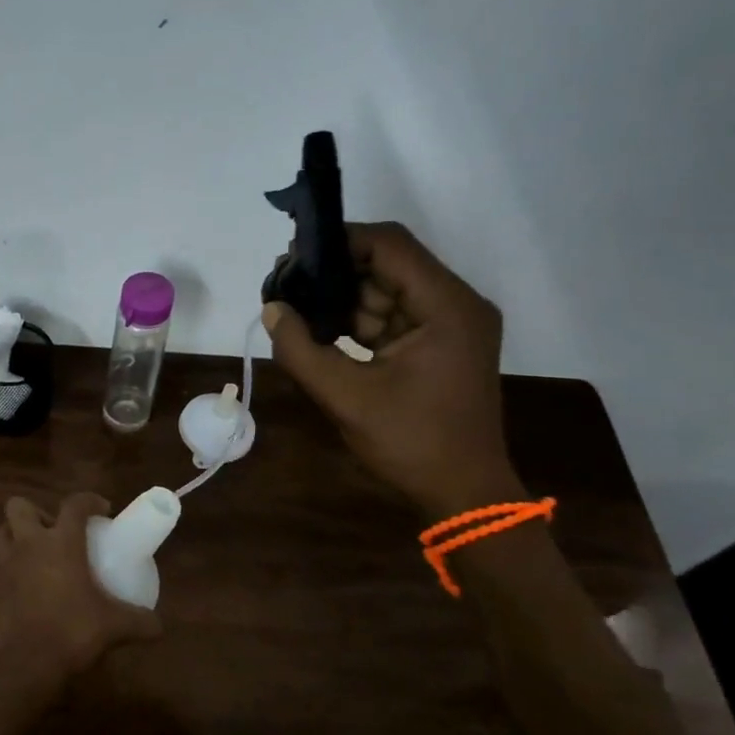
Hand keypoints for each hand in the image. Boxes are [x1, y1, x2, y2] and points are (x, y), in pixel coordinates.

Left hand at [0, 493, 161, 694]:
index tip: (103, 511)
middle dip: (37, 513)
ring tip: (40, 556)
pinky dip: (12, 574)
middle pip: (19, 507)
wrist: (23, 666)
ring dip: (18, 537)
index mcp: (61, 543)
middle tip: (57, 532)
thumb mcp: (114, 627)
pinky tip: (28, 591)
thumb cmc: (71, 633)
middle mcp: (28, 546)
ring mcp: (5, 567)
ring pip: (3, 534)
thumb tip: (159, 625)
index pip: (74, 504)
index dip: (89, 500)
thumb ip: (140, 621)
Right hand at [263, 222, 519, 518]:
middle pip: (389, 266)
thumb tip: (271, 309)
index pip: (391, 246)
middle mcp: (456, 304)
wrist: (463, 493)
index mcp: (447, 306)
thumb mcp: (346, 397)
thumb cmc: (411, 443)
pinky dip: (358, 323)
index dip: (341, 241)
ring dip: (343, 300)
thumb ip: (302, 350)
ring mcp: (450, 326)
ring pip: (387, 292)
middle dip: (336, 273)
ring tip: (295, 309)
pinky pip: (392, 319)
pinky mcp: (439, 346)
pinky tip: (320, 332)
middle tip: (285, 286)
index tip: (294, 254)